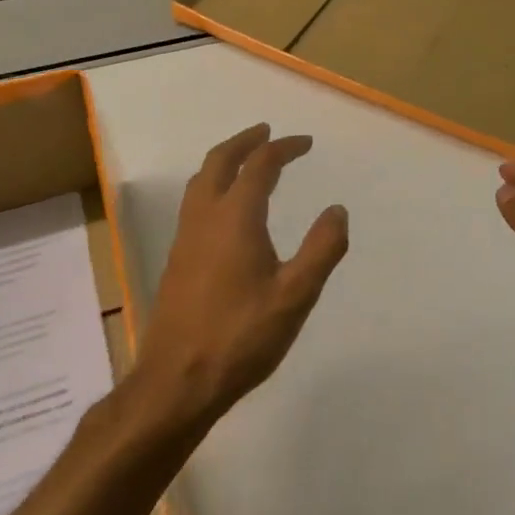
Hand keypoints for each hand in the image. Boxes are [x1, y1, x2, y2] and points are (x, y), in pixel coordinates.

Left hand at [137, 123, 349, 426]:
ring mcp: (185, 239)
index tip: (305, 143)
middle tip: (267, 133)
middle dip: (245, 141)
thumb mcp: (296, 296)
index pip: (260, 166)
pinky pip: (194, 204)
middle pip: (219, 162)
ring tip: (246, 160)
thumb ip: (321, 249)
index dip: (283, 148)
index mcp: (235, 219)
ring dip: (224, 161)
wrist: (177, 381)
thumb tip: (337, 210)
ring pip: (200, 182)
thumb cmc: (241, 337)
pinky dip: (213, 186)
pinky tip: (226, 210)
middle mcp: (204, 219)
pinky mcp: (177, 261)